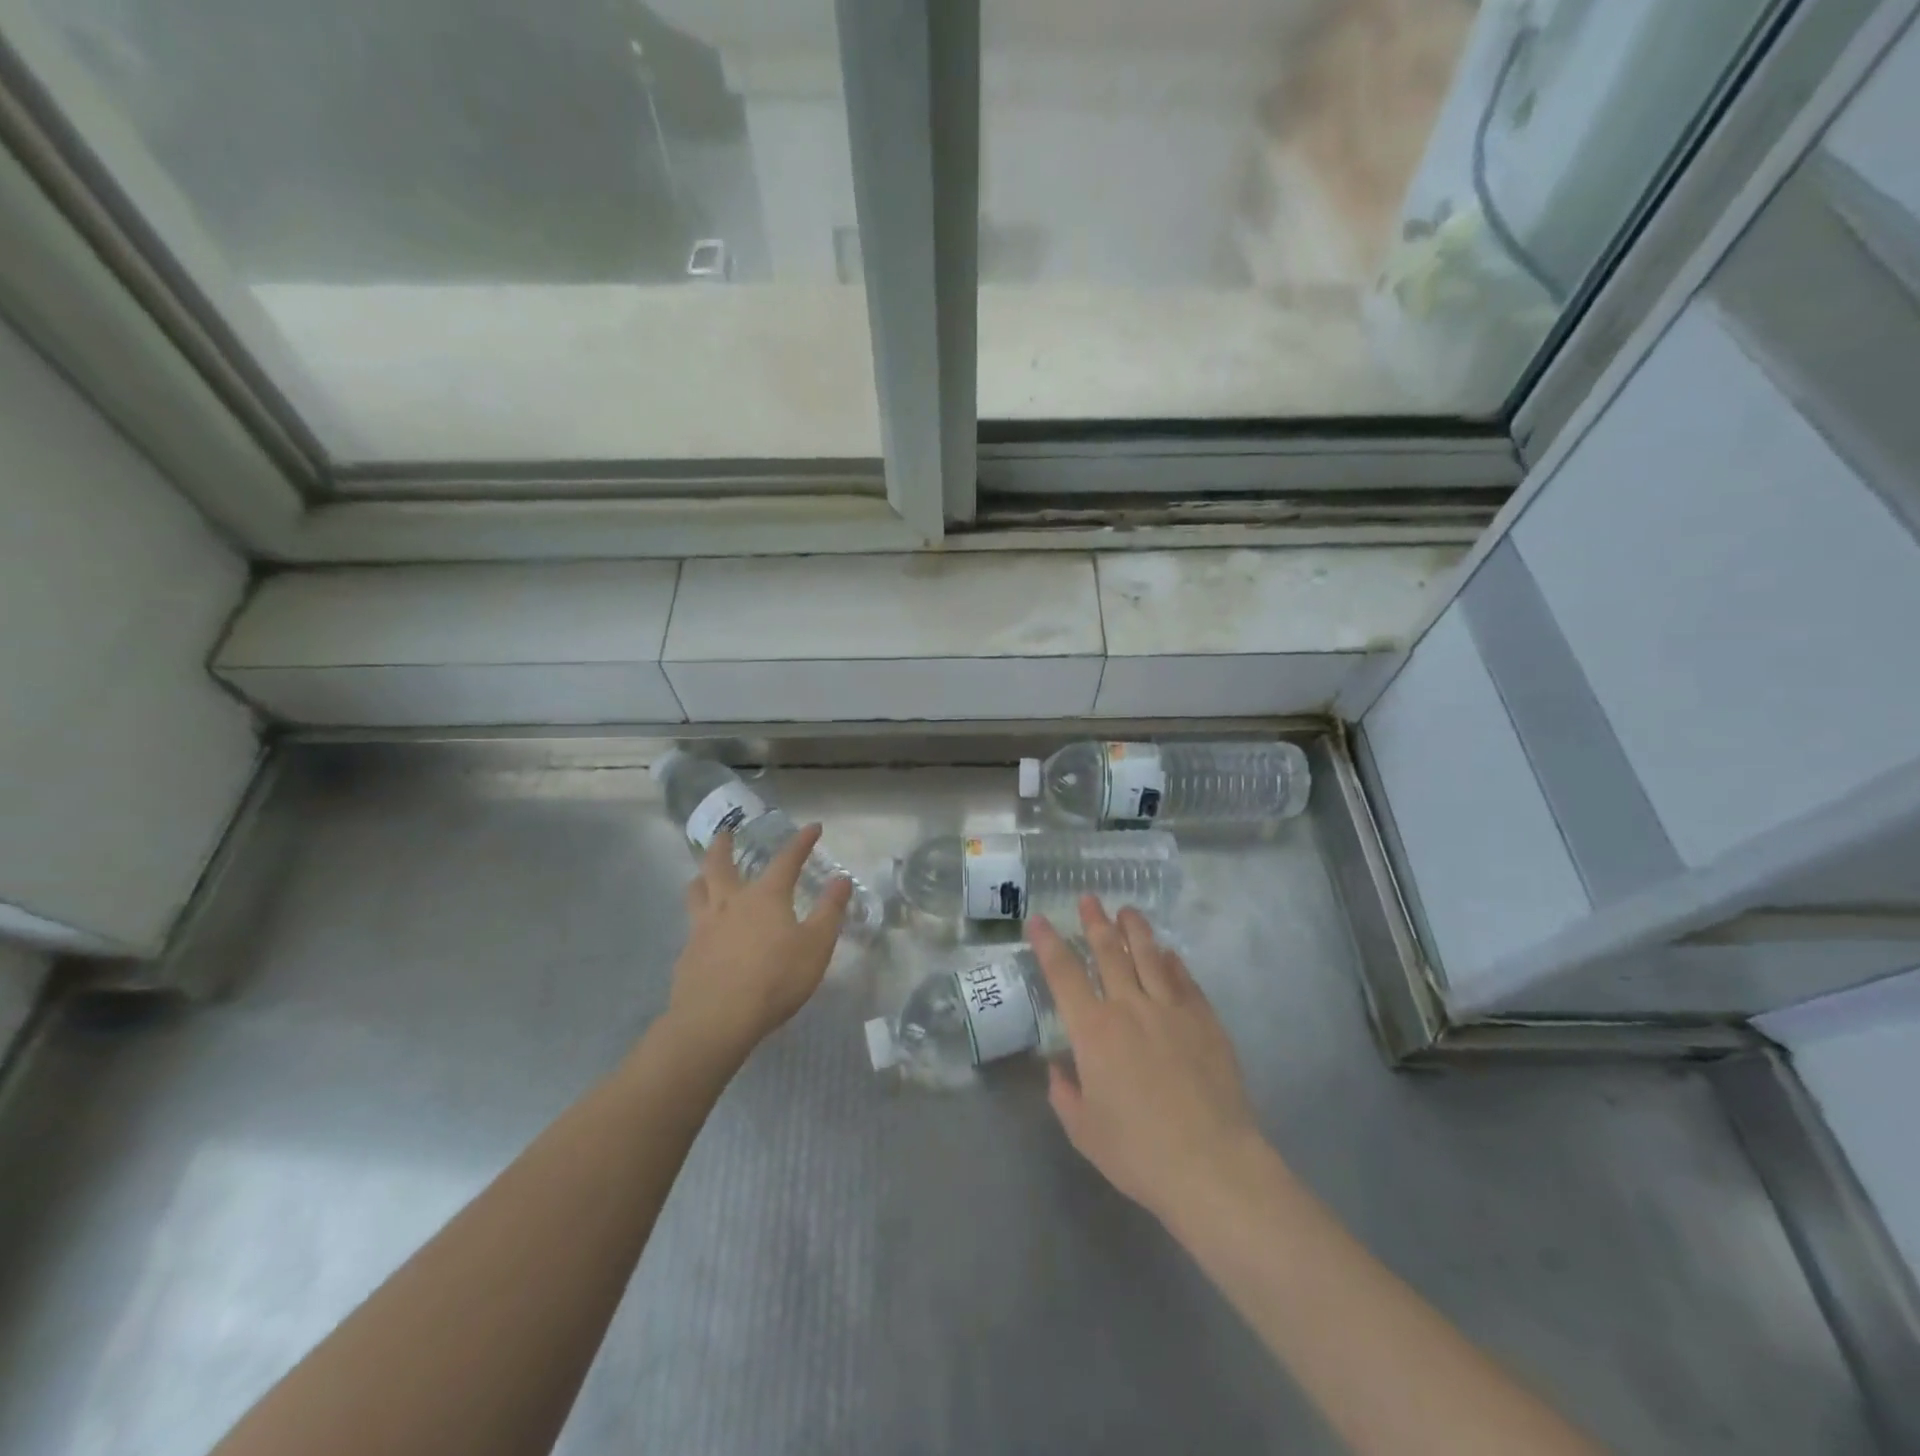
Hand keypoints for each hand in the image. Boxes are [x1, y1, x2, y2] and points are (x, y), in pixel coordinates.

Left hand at [666, 824, 851, 1058]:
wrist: (716, 1019)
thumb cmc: (775, 979)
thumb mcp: (816, 946)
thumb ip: (829, 911)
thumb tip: (841, 879)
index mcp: (765, 896)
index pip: (786, 859)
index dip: (802, 842)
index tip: (813, 827)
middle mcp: (730, 903)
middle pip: (720, 864)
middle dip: (724, 845)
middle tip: (725, 833)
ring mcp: (703, 927)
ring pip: (696, 891)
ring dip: (701, 877)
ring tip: (703, 876)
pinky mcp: (688, 954)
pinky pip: (691, 926)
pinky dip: (698, 920)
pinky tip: (704, 933)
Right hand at [1029, 897, 1265, 1225]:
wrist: (1211, 1165)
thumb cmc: (1139, 1152)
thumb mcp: (1084, 1131)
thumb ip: (1065, 1094)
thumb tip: (1059, 1068)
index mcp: (1093, 1031)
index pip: (1064, 974)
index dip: (1049, 944)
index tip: (1040, 920)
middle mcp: (1130, 1008)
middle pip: (1109, 952)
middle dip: (1095, 922)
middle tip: (1089, 898)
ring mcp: (1171, 1010)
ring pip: (1149, 956)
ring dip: (1135, 930)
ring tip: (1127, 910)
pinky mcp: (1205, 1021)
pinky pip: (1185, 980)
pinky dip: (1173, 962)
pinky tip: (1168, 952)